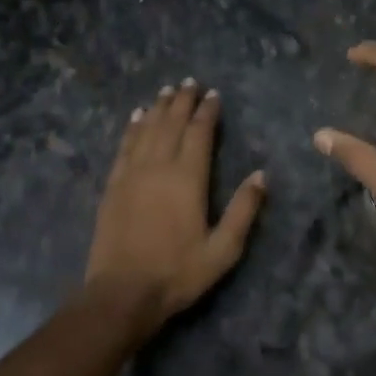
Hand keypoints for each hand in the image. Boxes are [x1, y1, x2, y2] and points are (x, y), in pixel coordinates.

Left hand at [81, 79, 265, 341]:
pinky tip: (137, 117)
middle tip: (190, 82)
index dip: (207, 112)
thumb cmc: (178, 273)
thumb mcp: (223, 250)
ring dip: (158, 108)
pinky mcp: (113, 186)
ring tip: (167, 90)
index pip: (199, 133)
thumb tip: (262, 175)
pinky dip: (132, 128)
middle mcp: (159, 167)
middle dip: (182, 101)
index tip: (213, 95)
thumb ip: (243, 210)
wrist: (122, 293)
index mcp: (188, 178)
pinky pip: (124, 147)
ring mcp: (132, 174)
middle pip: (172, 124)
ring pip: (147, 130)